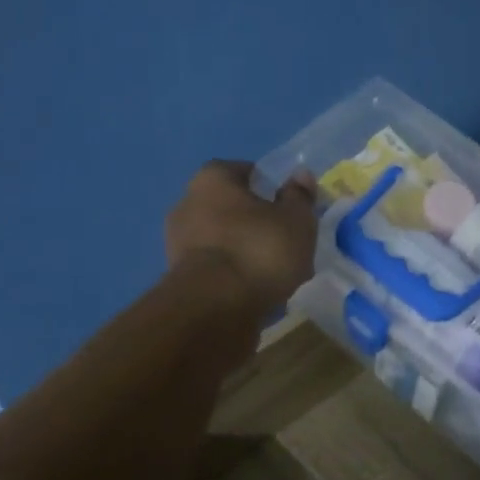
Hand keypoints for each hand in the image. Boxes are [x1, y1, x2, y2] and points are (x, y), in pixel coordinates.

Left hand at [166, 161, 317, 318]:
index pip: (243, 171)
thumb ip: (300, 197)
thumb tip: (300, 176)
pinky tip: (256, 292)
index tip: (288, 206)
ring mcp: (178, 243)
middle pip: (230, 208)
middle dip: (255, 222)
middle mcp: (187, 204)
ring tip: (275, 274)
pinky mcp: (179, 279)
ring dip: (244, 252)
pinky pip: (216, 269)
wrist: (214, 308)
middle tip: (284, 242)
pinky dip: (234, 276)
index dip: (268, 186)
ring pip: (223, 241)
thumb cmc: (258, 251)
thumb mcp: (296, 221)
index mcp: (212, 179)